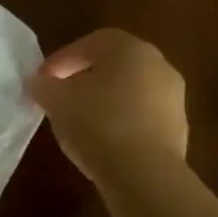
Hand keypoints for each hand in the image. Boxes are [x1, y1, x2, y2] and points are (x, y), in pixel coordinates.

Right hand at [27, 29, 186, 180]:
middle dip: (84, 77)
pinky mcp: (178, 128)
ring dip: (104, 99)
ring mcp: (173, 97)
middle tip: (61, 95)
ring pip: (130, 90)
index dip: (62, 59)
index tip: (43, 79)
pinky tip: (103, 140)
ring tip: (79, 121)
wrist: (144, 174)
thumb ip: (44, 86)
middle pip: (114, 64)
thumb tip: (40, 82)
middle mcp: (158, 65)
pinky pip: (141, 115)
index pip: (90, 42)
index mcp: (129, 49)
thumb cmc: (97, 124)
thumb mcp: (56, 102)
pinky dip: (121, 120)